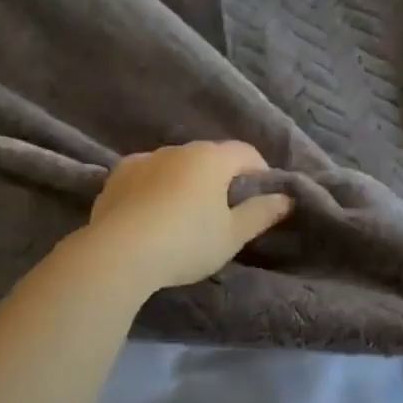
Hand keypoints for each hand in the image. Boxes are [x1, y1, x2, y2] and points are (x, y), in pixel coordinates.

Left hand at [83, 142, 293, 293]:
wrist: (118, 253)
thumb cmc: (187, 242)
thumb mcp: (232, 235)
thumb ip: (261, 213)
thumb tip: (285, 198)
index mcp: (211, 158)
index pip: (246, 152)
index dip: (259, 171)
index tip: (262, 195)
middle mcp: (178, 149)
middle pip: (209, 156)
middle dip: (221, 176)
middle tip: (224, 209)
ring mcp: (144, 159)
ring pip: (175, 164)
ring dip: (185, 180)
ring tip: (185, 213)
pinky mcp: (117, 175)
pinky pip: (147, 175)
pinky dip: (155, 187)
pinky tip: (152, 212)